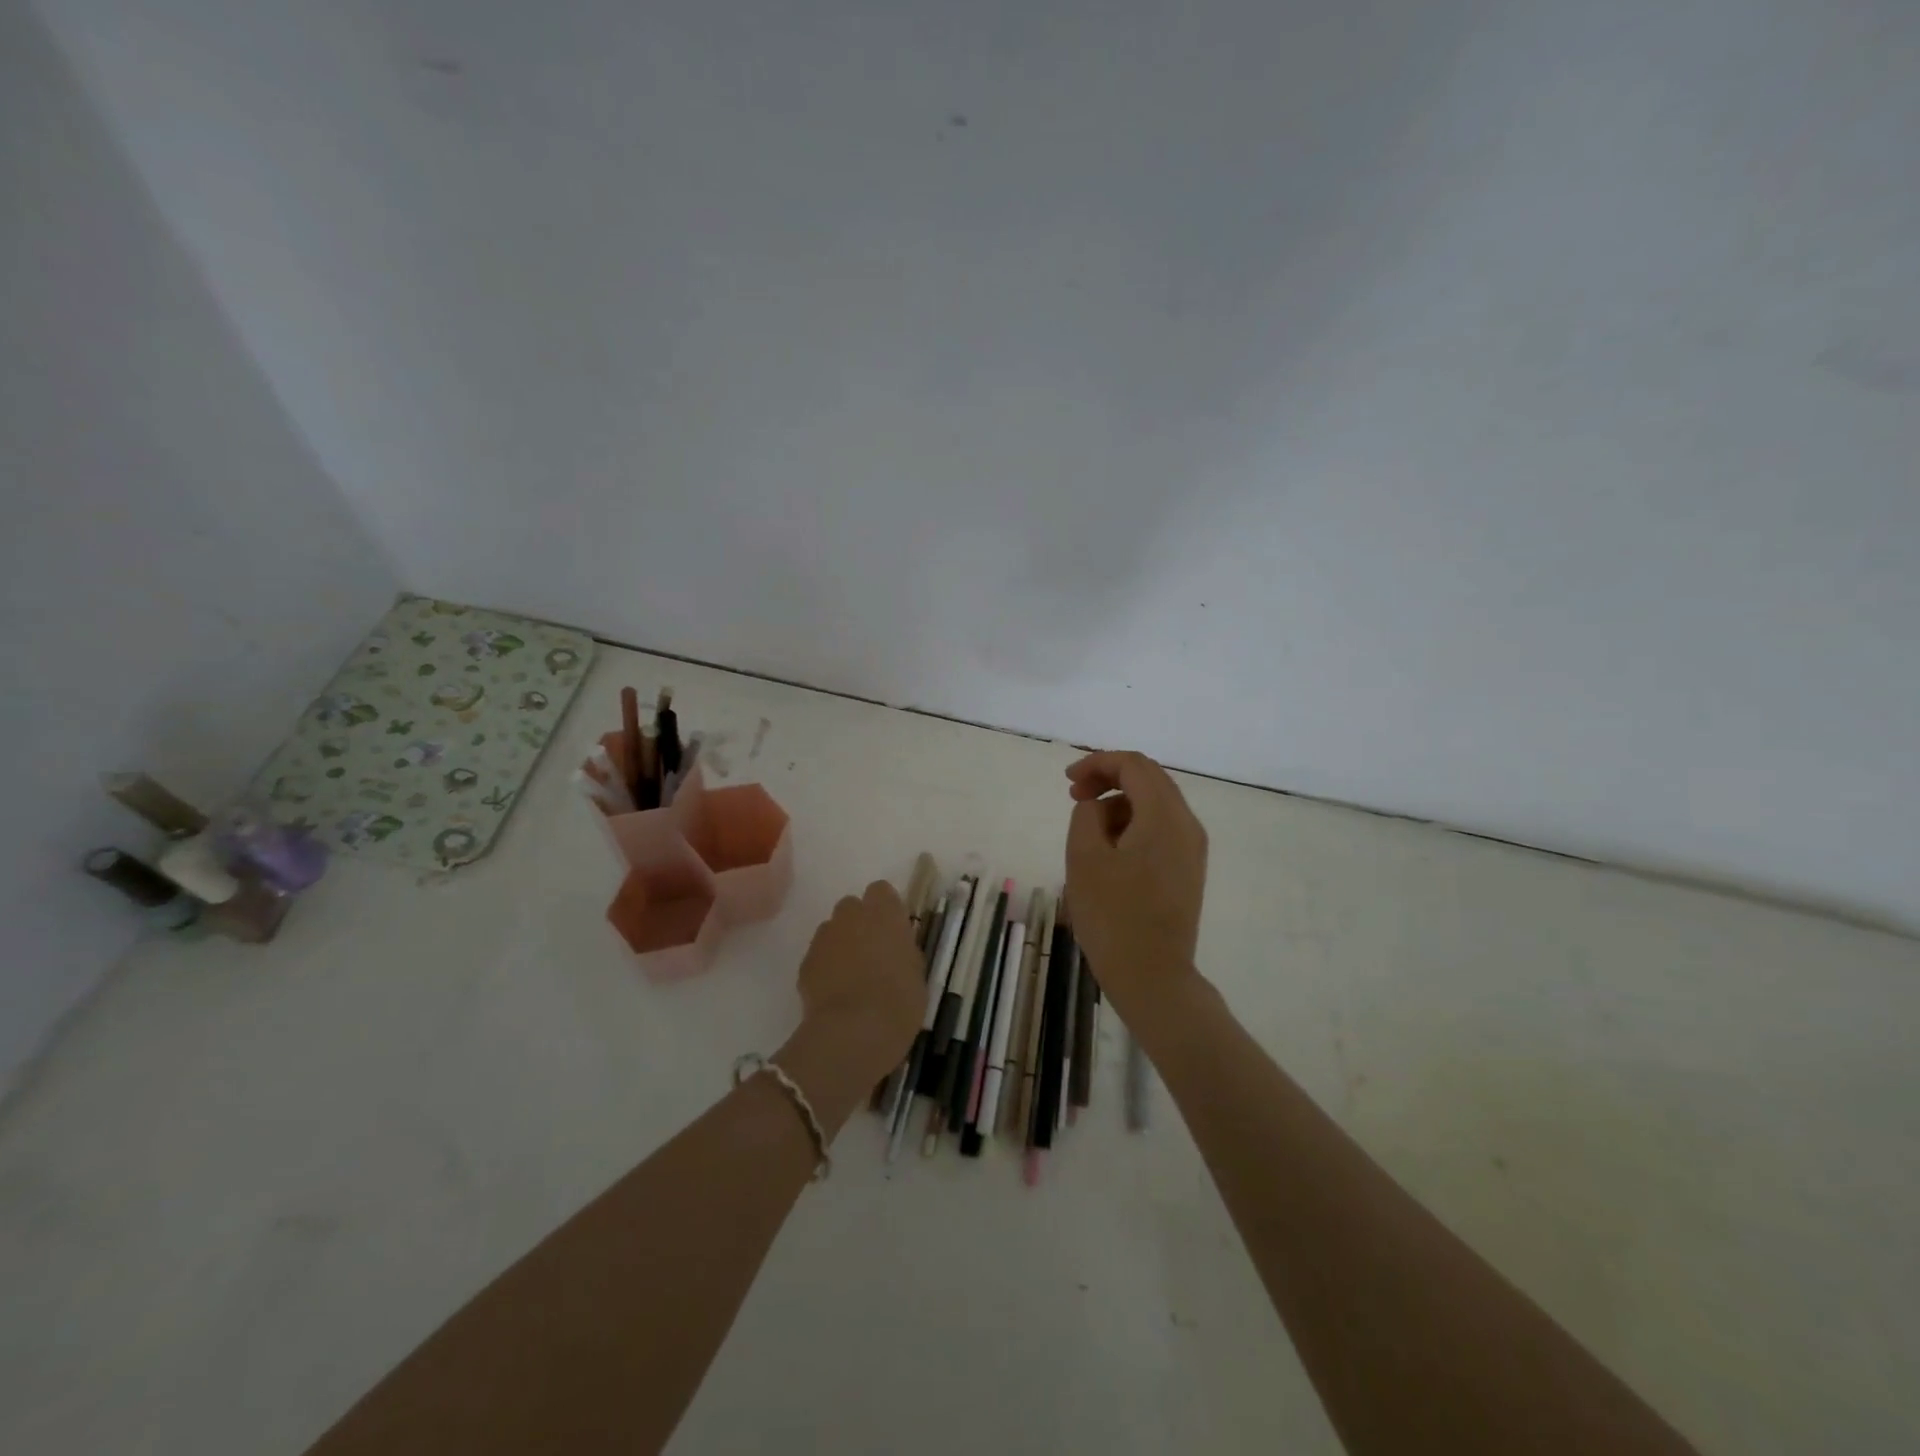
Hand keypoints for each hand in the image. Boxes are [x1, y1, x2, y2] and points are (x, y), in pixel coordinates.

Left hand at [794, 881, 923, 1084]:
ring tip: (851, 976)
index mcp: (884, 912)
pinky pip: (818, 955)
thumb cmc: (898, 1001)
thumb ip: (904, 950)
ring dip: (841, 944)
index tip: (892, 930)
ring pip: (832, 930)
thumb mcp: (917, 973)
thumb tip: (896, 946)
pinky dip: (825, 967)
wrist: (853, 1032)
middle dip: (859, 923)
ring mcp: (824, 936)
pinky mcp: (805, 961)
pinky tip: (835, 993)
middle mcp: (851, 915)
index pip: (881, 891)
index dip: (886, 909)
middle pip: (852, 906)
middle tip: (872, 952)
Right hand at [1064, 750, 1208, 1008]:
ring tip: (1087, 830)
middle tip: (1074, 796)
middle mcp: (1187, 825)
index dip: (1098, 763)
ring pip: (1155, 805)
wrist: (1152, 977)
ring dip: (1120, 804)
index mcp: (1164, 817)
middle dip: (1109, 779)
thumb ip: (1087, 816)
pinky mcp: (1188, 870)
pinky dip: (1133, 825)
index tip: (1067, 781)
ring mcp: (1192, 850)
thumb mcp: (1084, 858)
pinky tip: (1110, 850)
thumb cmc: (1113, 916)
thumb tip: (1097, 808)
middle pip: (1150, 780)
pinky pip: (1161, 830)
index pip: (1134, 766)